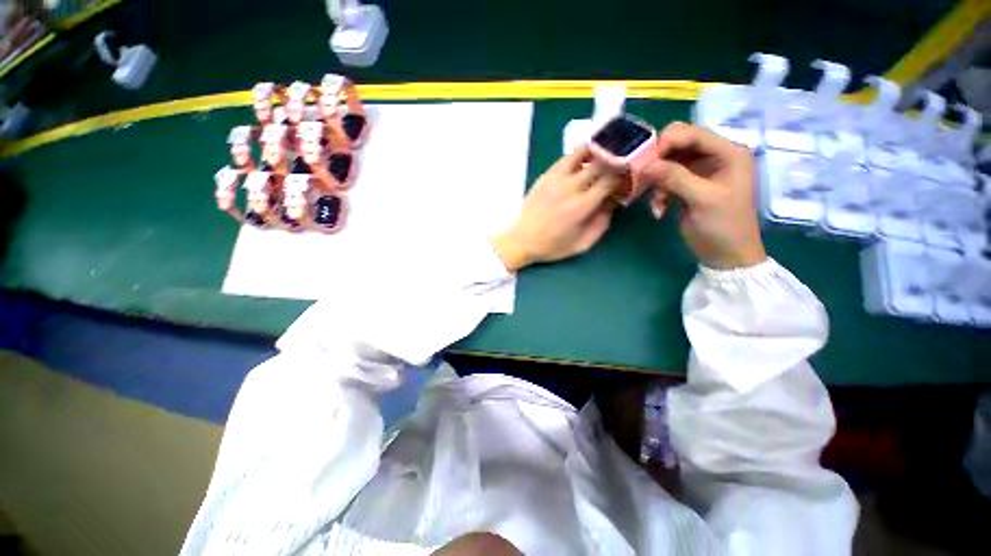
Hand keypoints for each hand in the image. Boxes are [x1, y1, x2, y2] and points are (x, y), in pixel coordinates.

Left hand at [492, 146, 624, 271]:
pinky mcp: (545, 177)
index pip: (609, 181)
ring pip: (581, 153)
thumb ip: (601, 224)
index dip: (623, 175)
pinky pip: (564, 159)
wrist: (522, 240)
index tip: (628, 176)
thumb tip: (612, 203)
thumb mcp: (581, 244)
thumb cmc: (552, 246)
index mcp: (582, 206)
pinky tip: (581, 160)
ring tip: (603, 153)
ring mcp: (556, 179)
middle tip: (620, 161)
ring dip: (596, 151)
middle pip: (599, 164)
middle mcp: (570, 188)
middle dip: (614, 161)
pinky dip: (577, 156)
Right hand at [638, 123, 766, 269]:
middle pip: (678, 145)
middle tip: (644, 178)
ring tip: (656, 202)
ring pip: (668, 164)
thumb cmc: (723, 226)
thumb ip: (675, 177)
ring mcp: (699, 172)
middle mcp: (714, 157)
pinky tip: (659, 210)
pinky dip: (658, 194)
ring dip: (657, 182)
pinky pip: (665, 180)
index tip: (645, 161)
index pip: (693, 133)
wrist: (726, 255)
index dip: (668, 142)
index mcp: (728, 153)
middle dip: (659, 162)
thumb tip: (644, 164)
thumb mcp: (702, 200)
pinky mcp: (687, 186)